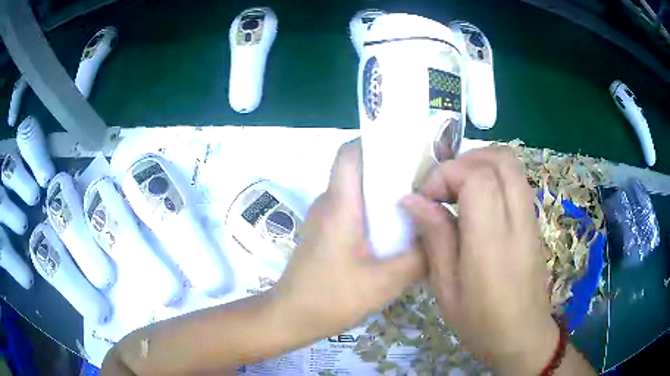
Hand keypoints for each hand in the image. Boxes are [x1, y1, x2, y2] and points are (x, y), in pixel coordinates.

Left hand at [272, 139, 425, 341]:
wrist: (291, 317)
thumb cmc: (331, 298)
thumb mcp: (384, 282)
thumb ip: (418, 257)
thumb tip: (440, 234)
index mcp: (340, 205)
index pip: (349, 154)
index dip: (374, 141)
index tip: (406, 147)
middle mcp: (329, 203)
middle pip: (358, 170)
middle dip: (390, 168)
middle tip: (425, 179)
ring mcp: (324, 218)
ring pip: (357, 191)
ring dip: (384, 194)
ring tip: (417, 205)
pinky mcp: (325, 233)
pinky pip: (353, 210)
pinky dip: (374, 213)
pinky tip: (395, 234)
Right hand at [403, 146, 558, 374]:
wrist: (522, 335)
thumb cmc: (480, 321)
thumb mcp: (446, 288)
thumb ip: (435, 237)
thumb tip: (413, 200)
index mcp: (492, 240)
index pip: (477, 176)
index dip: (447, 175)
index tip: (426, 198)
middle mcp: (517, 220)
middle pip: (500, 158)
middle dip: (465, 161)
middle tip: (444, 187)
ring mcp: (530, 218)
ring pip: (511, 163)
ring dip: (480, 164)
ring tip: (458, 191)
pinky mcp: (534, 221)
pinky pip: (516, 180)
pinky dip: (493, 177)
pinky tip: (477, 204)